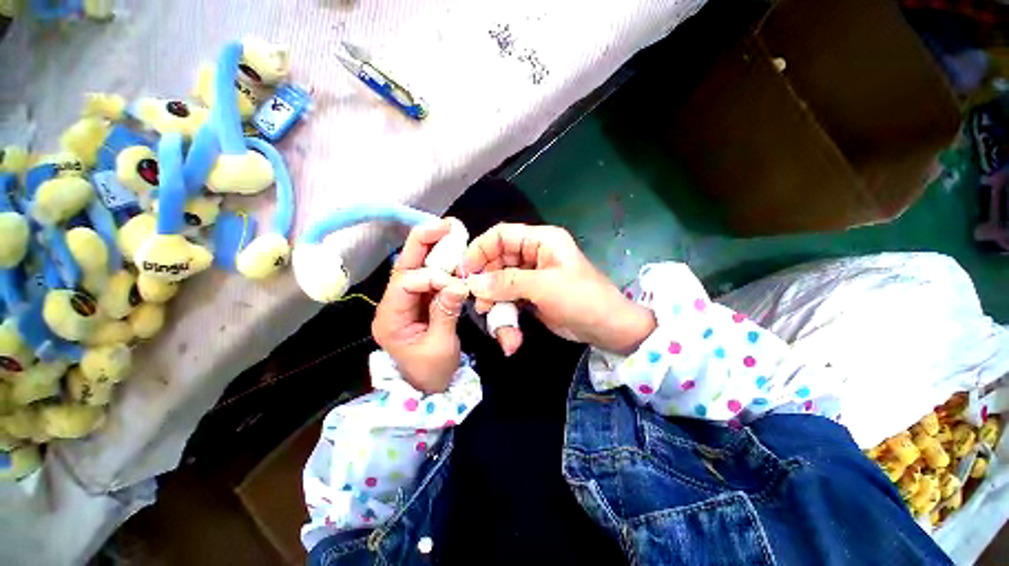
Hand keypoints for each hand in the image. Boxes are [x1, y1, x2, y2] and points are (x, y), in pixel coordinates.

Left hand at [372, 220, 469, 393]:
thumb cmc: (432, 373)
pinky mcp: (419, 301)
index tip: (457, 284)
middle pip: (404, 267)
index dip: (433, 278)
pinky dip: (440, 265)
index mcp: (390, 319)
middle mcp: (392, 305)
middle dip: (422, 243)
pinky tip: (452, 253)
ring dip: (432, 249)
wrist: (429, 387)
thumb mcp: (441, 346)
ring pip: (415, 268)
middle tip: (444, 225)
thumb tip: (458, 285)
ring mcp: (405, 302)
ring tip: (449, 232)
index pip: (406, 284)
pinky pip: (427, 277)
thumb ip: (446, 312)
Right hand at [459, 223, 655, 354]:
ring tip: (492, 318)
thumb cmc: (581, 299)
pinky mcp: (531, 296)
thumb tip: (473, 284)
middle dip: (486, 282)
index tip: (464, 271)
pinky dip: (506, 316)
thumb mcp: (544, 287)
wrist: (607, 328)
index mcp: (541, 241)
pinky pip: (509, 300)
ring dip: (495, 303)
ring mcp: (531, 277)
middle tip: (478, 302)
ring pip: (501, 284)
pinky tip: (509, 335)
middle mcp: (534, 255)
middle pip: (497, 261)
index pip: (501, 235)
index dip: (480, 249)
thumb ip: (507, 283)